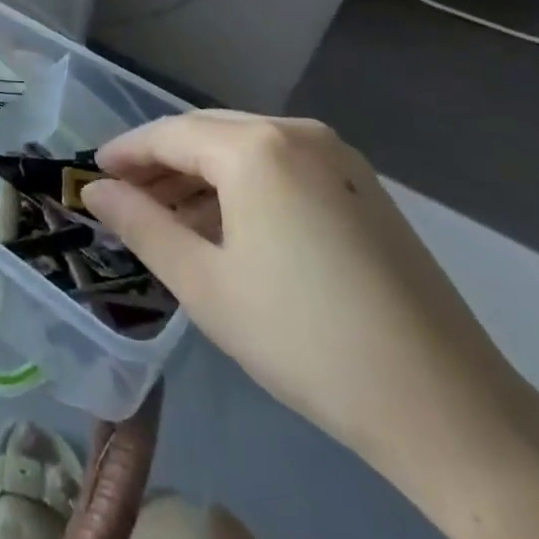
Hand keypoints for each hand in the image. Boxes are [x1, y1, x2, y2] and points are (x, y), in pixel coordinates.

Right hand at [82, 112, 538, 499]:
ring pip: (245, 147)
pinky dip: (242, 184)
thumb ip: (141, 225)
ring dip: (201, 175)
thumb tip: (95, 191)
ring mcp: (337, 156)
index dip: (125, 152)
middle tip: (124, 196)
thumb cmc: (305, 340)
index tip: (92, 173)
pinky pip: (281, 165)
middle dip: (161, 162)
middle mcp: (297, 132)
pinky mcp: (362, 185)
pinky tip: (226, 225)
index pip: (169, 134)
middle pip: (207, 132)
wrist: (446, 406)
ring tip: (168, 217)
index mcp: (256, 148)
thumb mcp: (204, 285)